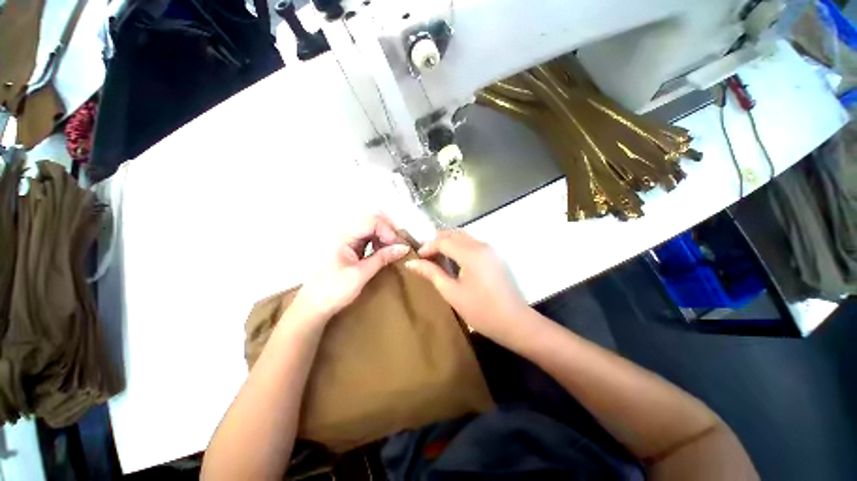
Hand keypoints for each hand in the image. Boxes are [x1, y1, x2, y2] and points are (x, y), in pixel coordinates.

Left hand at [288, 214, 409, 325]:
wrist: (312, 306)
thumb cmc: (333, 291)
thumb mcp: (361, 274)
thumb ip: (383, 258)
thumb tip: (404, 248)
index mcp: (341, 235)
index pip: (372, 221)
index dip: (389, 232)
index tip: (400, 247)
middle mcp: (341, 230)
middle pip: (372, 220)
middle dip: (388, 232)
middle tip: (400, 246)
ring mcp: (343, 236)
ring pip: (370, 227)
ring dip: (384, 236)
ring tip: (393, 250)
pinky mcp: (346, 243)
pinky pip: (366, 235)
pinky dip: (377, 241)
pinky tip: (383, 252)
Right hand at [404, 230, 529, 343]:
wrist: (514, 321)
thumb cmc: (480, 310)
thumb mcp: (452, 292)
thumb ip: (431, 273)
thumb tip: (411, 262)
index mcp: (470, 253)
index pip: (443, 241)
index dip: (428, 246)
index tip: (418, 257)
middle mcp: (481, 245)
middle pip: (454, 233)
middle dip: (437, 240)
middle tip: (425, 254)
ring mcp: (490, 249)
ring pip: (464, 236)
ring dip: (449, 241)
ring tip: (437, 255)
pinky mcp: (494, 255)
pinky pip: (473, 242)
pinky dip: (460, 245)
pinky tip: (454, 258)